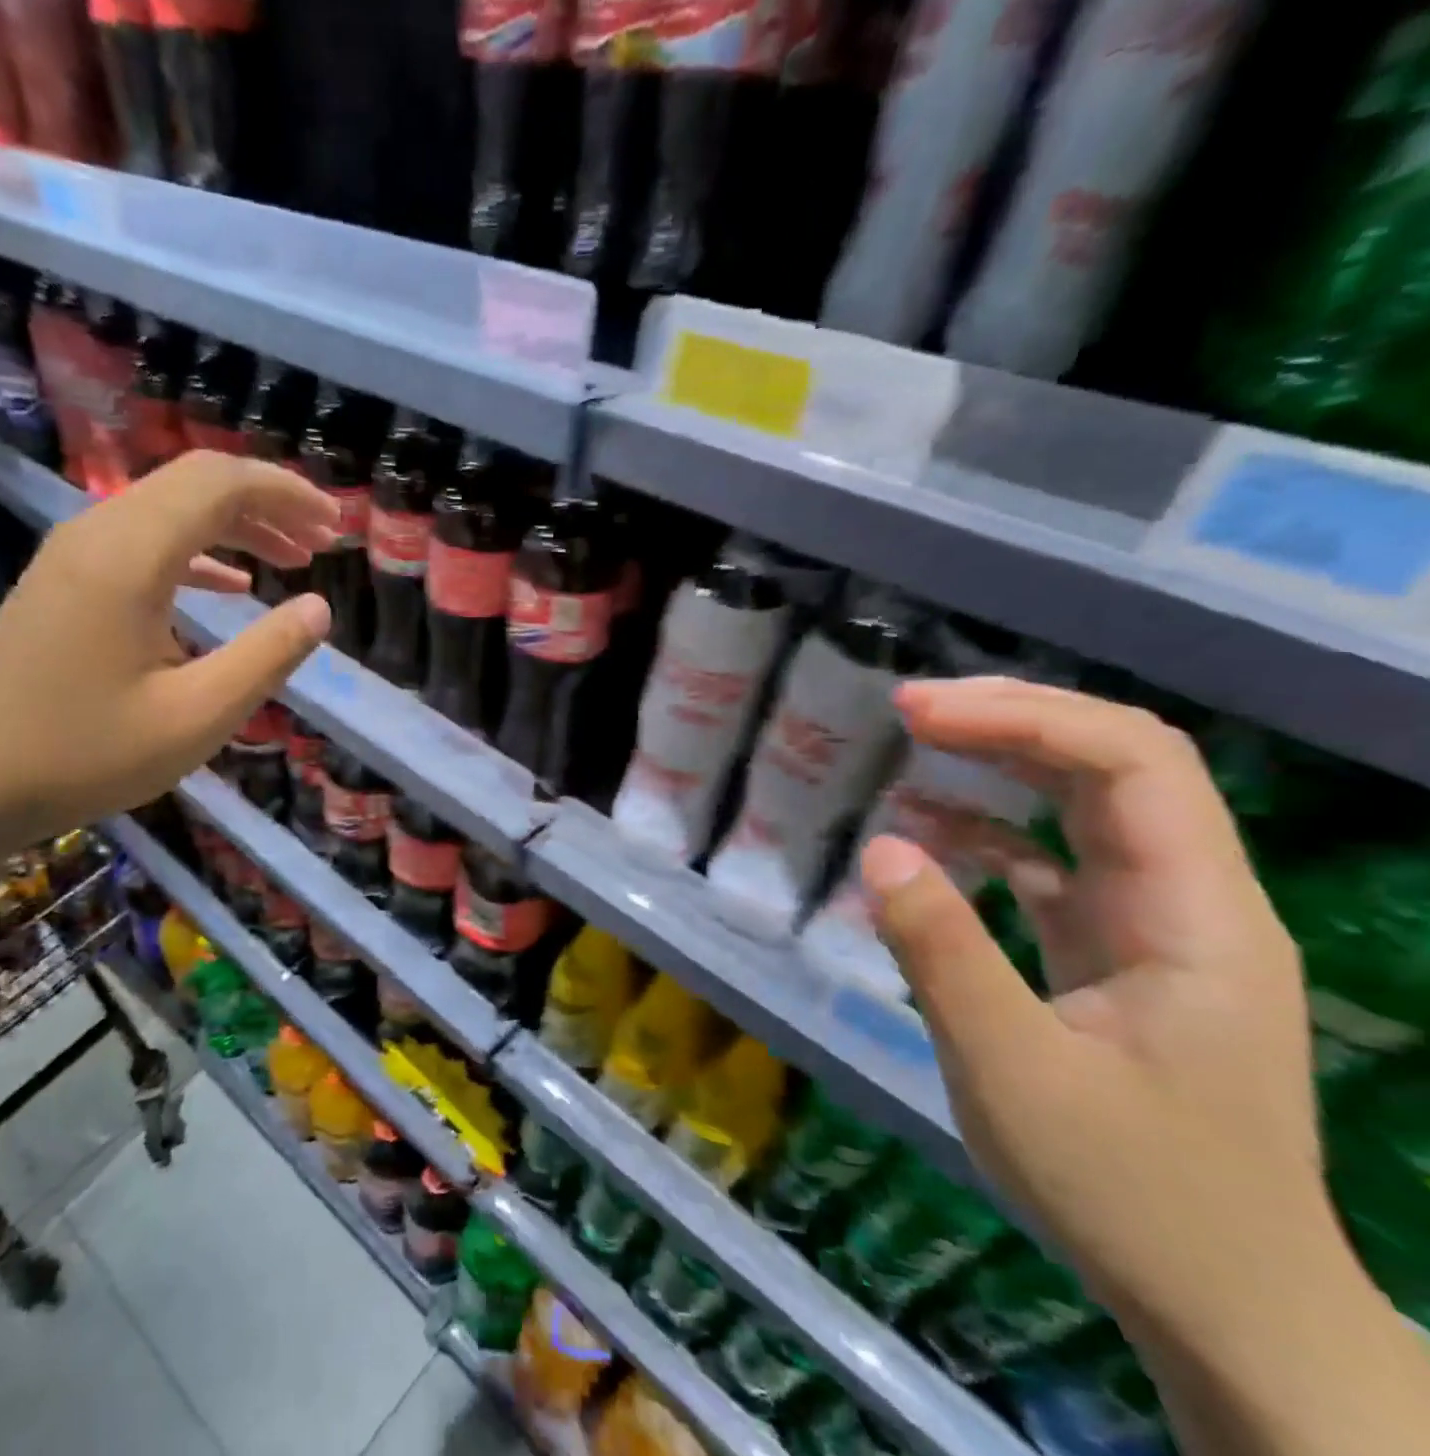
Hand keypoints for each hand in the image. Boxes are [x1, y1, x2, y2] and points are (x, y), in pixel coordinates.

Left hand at [0, 450, 337, 845]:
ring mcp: (77, 553)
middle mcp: (100, 533)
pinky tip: (234, 586)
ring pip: (172, 508)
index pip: (221, 483)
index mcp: (131, 556)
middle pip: (196, 482)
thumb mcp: (197, 716)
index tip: (334, 525)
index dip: (286, 493)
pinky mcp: (69, 578)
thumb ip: (267, 657)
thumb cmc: (87, 751)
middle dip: (268, 502)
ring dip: (237, 524)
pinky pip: (146, 539)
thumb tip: (319, 609)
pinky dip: (200, 551)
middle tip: (322, 539)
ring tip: (292, 557)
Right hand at [858, 679, 1327, 1339]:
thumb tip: (880, 846)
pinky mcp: (1118, 957)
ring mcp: (1157, 930)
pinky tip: (933, 834)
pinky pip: (1059, 861)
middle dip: (1013, 721)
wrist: (1227, 1309)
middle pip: (1119, 766)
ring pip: (1091, 808)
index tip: (921, 714)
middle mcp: (1193, 904)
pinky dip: (994, 829)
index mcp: (1198, 919)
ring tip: (918, 745)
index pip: (1134, 763)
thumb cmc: (1129, 1194)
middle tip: (909, 709)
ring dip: (1005, 764)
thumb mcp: (1012, 1072)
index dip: (1025, 718)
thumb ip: (943, 952)